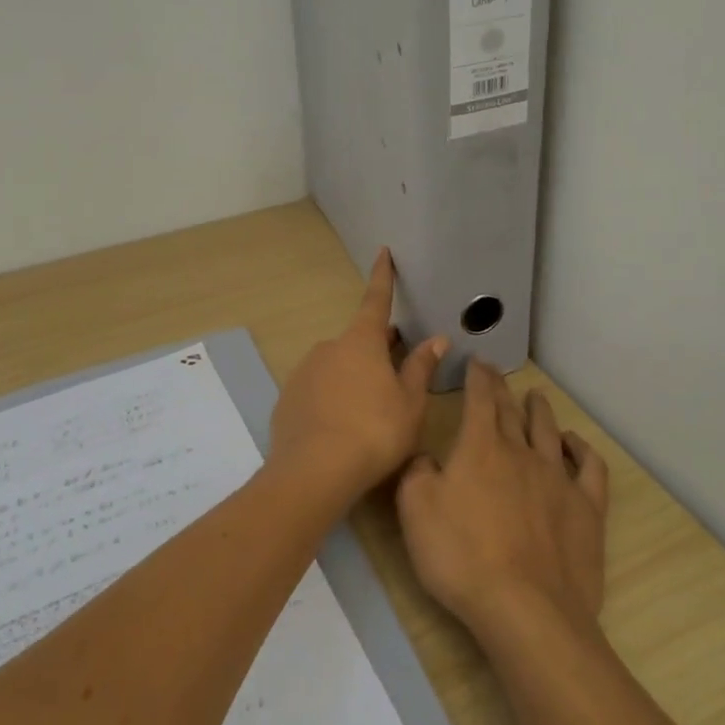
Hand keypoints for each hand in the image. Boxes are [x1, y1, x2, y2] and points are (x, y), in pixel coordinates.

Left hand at [268, 249, 447, 504]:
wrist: (313, 472)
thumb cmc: (374, 432)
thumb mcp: (409, 403)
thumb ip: (420, 368)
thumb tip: (436, 338)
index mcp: (362, 342)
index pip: (376, 300)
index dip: (382, 277)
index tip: (382, 252)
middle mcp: (329, 348)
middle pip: (358, 341)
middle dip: (377, 350)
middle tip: (396, 372)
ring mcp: (304, 372)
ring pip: (337, 367)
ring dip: (353, 378)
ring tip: (369, 414)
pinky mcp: (287, 399)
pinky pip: (317, 391)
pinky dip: (331, 399)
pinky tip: (341, 428)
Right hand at [396, 361, 608, 644]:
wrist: (526, 608)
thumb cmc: (461, 557)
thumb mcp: (415, 511)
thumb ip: (417, 473)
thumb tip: (427, 457)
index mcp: (480, 447)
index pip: (479, 398)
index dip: (477, 376)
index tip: (476, 361)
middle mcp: (521, 452)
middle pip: (512, 411)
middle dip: (502, 389)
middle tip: (497, 374)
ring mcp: (558, 478)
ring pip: (549, 431)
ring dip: (540, 411)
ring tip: (536, 397)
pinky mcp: (586, 508)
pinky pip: (589, 467)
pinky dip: (582, 449)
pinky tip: (575, 443)